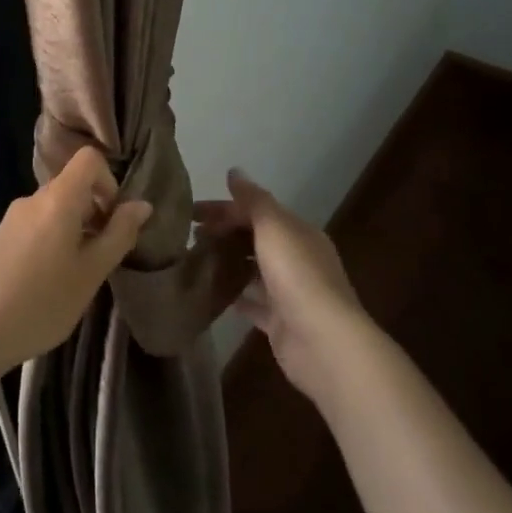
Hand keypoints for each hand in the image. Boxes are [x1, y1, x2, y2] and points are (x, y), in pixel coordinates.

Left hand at [0, 146, 151, 379]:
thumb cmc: (43, 303)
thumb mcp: (92, 272)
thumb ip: (119, 234)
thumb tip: (142, 205)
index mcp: (57, 200)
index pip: (88, 159)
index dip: (109, 182)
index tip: (112, 220)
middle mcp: (32, 199)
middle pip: (73, 185)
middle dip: (95, 211)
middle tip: (102, 255)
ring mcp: (13, 218)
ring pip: (56, 207)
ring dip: (76, 229)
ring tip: (77, 272)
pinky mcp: (1, 237)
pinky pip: (38, 223)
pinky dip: (55, 239)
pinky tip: (52, 279)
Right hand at [195, 169, 377, 406]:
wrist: (323, 341)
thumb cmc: (297, 276)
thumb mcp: (274, 227)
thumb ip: (254, 200)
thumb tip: (234, 171)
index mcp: (298, 233)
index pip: (257, 211)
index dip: (224, 209)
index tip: (189, 213)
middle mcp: (296, 259)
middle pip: (254, 239)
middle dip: (223, 233)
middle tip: (188, 237)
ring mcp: (289, 293)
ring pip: (253, 270)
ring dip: (227, 263)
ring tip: (192, 261)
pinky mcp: (279, 322)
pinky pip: (252, 303)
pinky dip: (234, 296)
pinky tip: (209, 294)